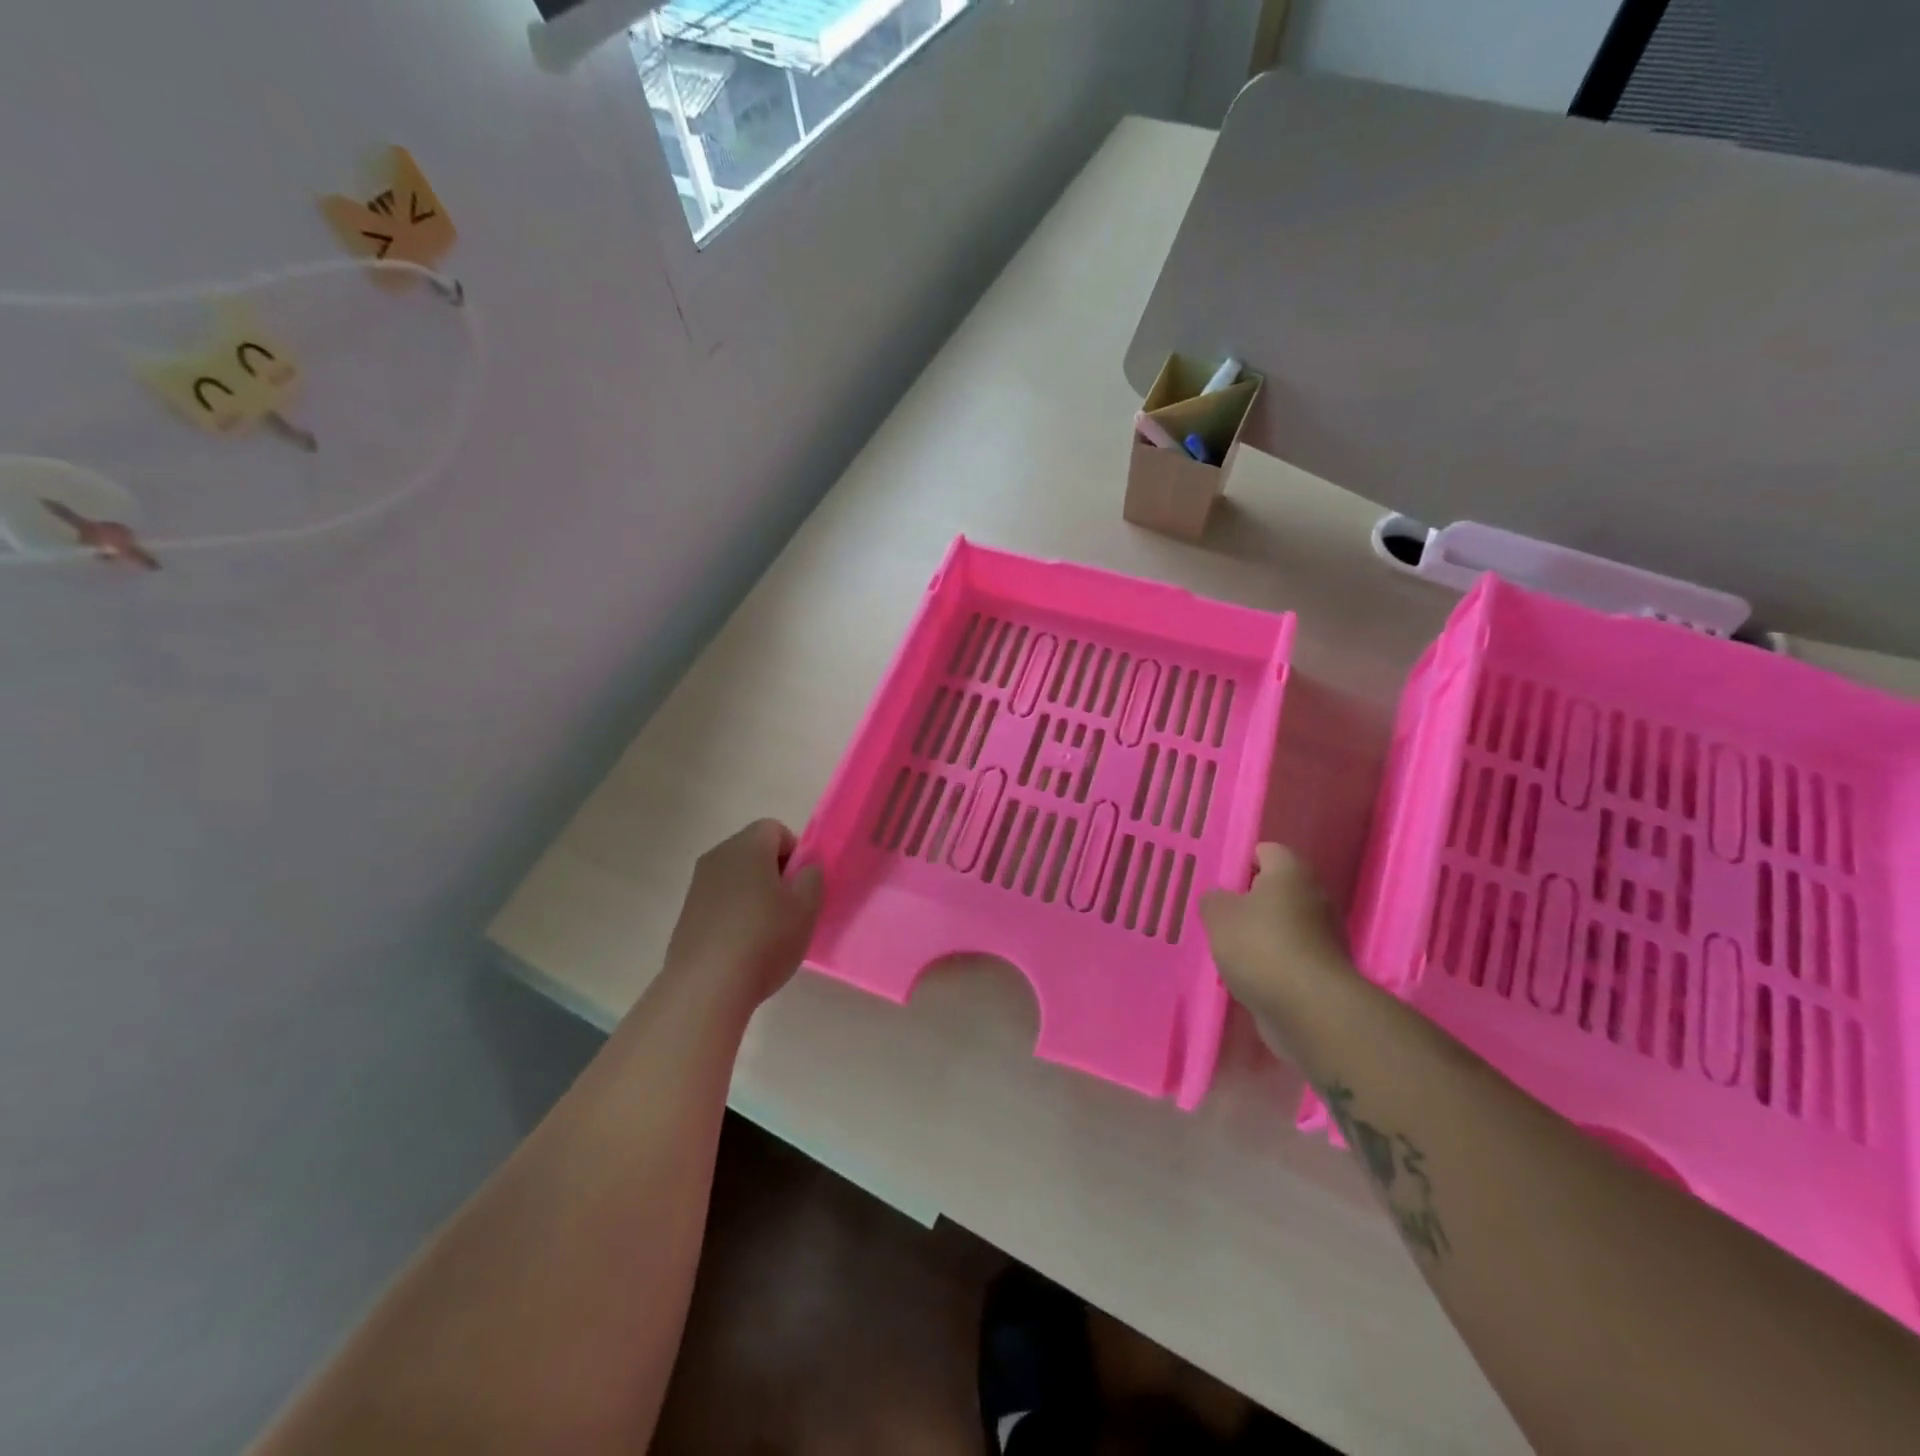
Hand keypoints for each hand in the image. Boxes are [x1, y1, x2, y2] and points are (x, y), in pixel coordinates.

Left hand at [663, 819, 823, 1009]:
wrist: (706, 988)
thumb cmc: (764, 938)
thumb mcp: (806, 907)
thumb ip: (812, 878)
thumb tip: (804, 869)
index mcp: (746, 847)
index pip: (775, 828)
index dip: (795, 852)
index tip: (802, 884)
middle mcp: (717, 857)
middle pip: (753, 851)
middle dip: (775, 873)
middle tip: (790, 907)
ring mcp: (697, 887)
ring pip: (736, 878)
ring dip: (754, 895)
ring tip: (768, 932)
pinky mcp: (687, 916)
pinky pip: (720, 902)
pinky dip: (735, 915)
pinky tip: (744, 947)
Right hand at [1201, 844, 1353, 1023]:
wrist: (1310, 1009)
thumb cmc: (1261, 946)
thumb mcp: (1218, 915)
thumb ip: (1213, 900)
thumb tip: (1219, 899)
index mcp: (1291, 873)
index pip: (1267, 851)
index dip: (1243, 861)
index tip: (1221, 881)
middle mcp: (1315, 897)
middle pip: (1278, 890)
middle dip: (1251, 901)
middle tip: (1222, 916)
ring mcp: (1325, 936)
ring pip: (1285, 925)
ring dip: (1262, 935)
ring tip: (1231, 951)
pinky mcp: (1325, 970)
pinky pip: (1292, 956)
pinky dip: (1273, 963)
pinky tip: (1251, 976)